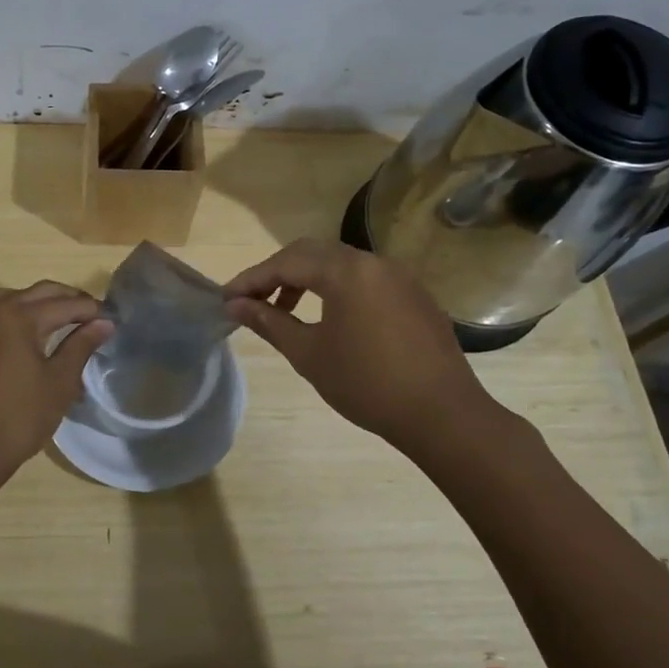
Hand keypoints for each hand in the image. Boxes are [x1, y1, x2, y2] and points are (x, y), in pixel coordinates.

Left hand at [0, 281, 112, 492]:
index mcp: (20, 317)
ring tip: (66, 321)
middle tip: (94, 316)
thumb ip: (81, 346)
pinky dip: (22, 315)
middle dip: (69, 300)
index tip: (113, 319)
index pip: (65, 304)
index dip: (92, 310)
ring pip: (16, 298)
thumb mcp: (59, 382)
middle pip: (40, 292)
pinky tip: (36, 336)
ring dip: (43, 302)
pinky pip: (0, 316)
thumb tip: (104, 323)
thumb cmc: (20, 417)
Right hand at [223, 238, 514, 459]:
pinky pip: (365, 278)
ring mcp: (398, 276)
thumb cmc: (367, 384)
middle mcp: (373, 261)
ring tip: (287, 311)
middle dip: (277, 273)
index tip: (226, 299)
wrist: (443, 414)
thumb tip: (235, 305)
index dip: (251, 279)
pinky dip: (337, 288)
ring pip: (340, 263)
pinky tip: (330, 318)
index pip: (285, 263)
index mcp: (345, 271)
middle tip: (253, 301)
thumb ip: (269, 322)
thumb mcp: (309, 354)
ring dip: (307, 279)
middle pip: (312, 253)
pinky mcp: (414, 294)